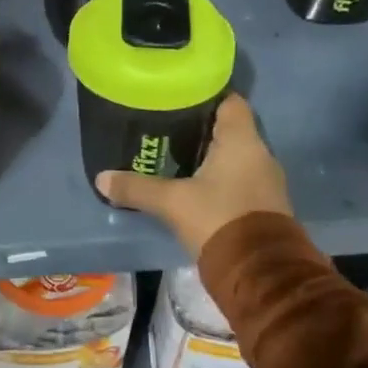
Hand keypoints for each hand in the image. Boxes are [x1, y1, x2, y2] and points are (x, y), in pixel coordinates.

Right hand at [96, 94, 290, 256]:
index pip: (230, 101)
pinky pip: (241, 178)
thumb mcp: (172, 203)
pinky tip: (197, 185)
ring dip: (212, 155)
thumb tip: (101, 178)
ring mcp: (266, 180)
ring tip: (177, 155)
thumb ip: (137, 188)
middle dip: (202, 127)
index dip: (207, 95)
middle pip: (231, 128)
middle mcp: (260, 153)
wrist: (260, 272)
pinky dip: (221, 177)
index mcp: (242, 140)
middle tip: (168, 127)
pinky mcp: (265, 204)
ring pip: (236, 155)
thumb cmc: (218, 219)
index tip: (180, 98)